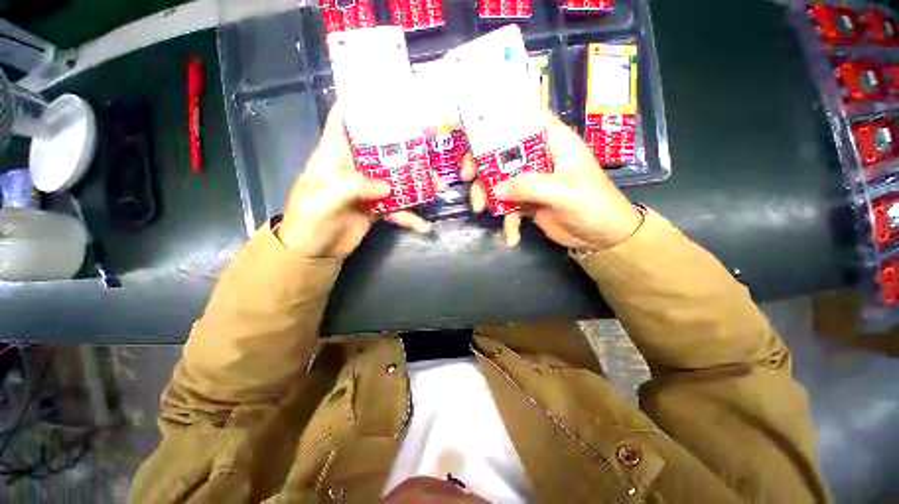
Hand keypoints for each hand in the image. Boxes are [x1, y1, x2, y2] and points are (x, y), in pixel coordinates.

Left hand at [278, 104, 431, 257]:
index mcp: (335, 154)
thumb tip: (387, 187)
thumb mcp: (325, 200)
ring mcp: (369, 188)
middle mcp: (355, 166)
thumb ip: (354, 187)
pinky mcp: (378, 206)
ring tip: (438, 188)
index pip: (344, 119)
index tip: (388, 96)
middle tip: (431, 149)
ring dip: (417, 184)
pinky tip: (423, 225)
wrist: (315, 252)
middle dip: (407, 149)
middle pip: (382, 149)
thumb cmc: (309, 220)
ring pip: (396, 178)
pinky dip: (410, 215)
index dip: (361, 104)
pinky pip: (398, 206)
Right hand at [462, 112, 642, 251]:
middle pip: (503, 152)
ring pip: (500, 180)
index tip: (476, 134)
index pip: (526, 118)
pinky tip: (511, 237)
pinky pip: (508, 206)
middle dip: (482, 164)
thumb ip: (530, 187)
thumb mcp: (564, 193)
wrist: (601, 237)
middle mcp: (539, 158)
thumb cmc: (593, 206)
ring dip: (487, 195)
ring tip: (481, 210)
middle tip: (468, 179)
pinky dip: (506, 221)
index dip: (501, 120)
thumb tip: (496, 188)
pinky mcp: (528, 201)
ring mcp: (532, 181)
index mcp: (554, 143)